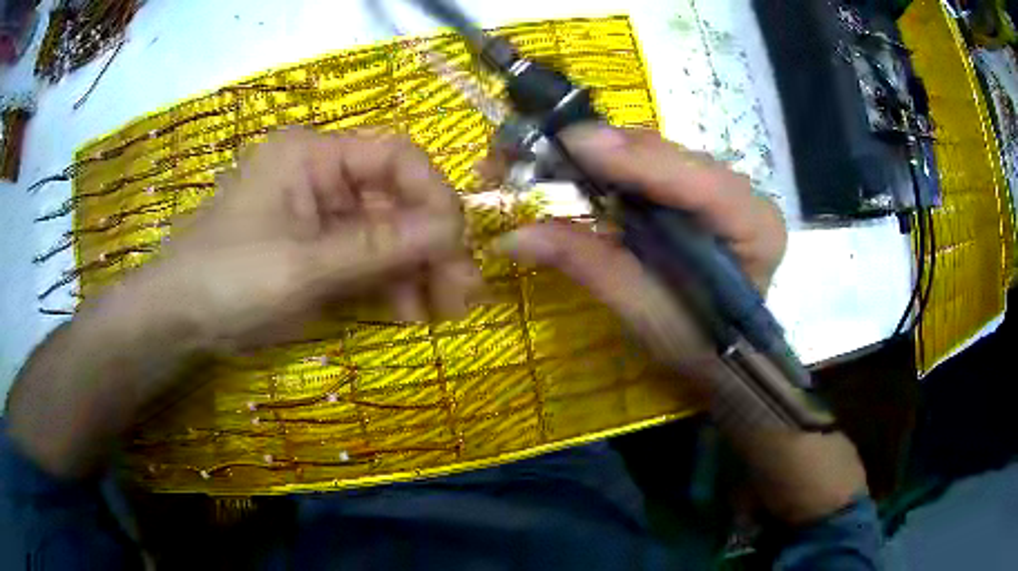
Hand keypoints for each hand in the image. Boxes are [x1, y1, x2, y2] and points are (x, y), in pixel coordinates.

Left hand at [6, 128, 480, 476]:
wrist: (176, 321)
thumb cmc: (229, 280)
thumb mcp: (304, 266)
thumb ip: (379, 248)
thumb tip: (454, 232)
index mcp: (313, 154)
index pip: (395, 156)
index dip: (433, 196)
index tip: (457, 244)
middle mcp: (320, 175)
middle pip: (393, 199)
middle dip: (430, 245)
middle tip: (462, 291)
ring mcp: (317, 214)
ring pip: (383, 233)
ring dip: (414, 269)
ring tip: (439, 310)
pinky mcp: (312, 247)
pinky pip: (362, 258)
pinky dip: (387, 283)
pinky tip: (406, 309)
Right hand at [492, 124, 786, 370]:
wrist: (724, 354)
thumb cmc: (699, 347)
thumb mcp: (648, 315)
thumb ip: (592, 267)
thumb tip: (512, 236)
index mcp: (755, 226)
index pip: (699, 180)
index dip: (637, 159)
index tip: (573, 143)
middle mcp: (742, 193)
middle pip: (672, 157)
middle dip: (603, 148)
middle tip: (535, 148)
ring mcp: (718, 186)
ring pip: (656, 155)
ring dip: (599, 151)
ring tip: (544, 155)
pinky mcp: (693, 189)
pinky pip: (648, 166)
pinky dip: (607, 165)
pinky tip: (573, 166)